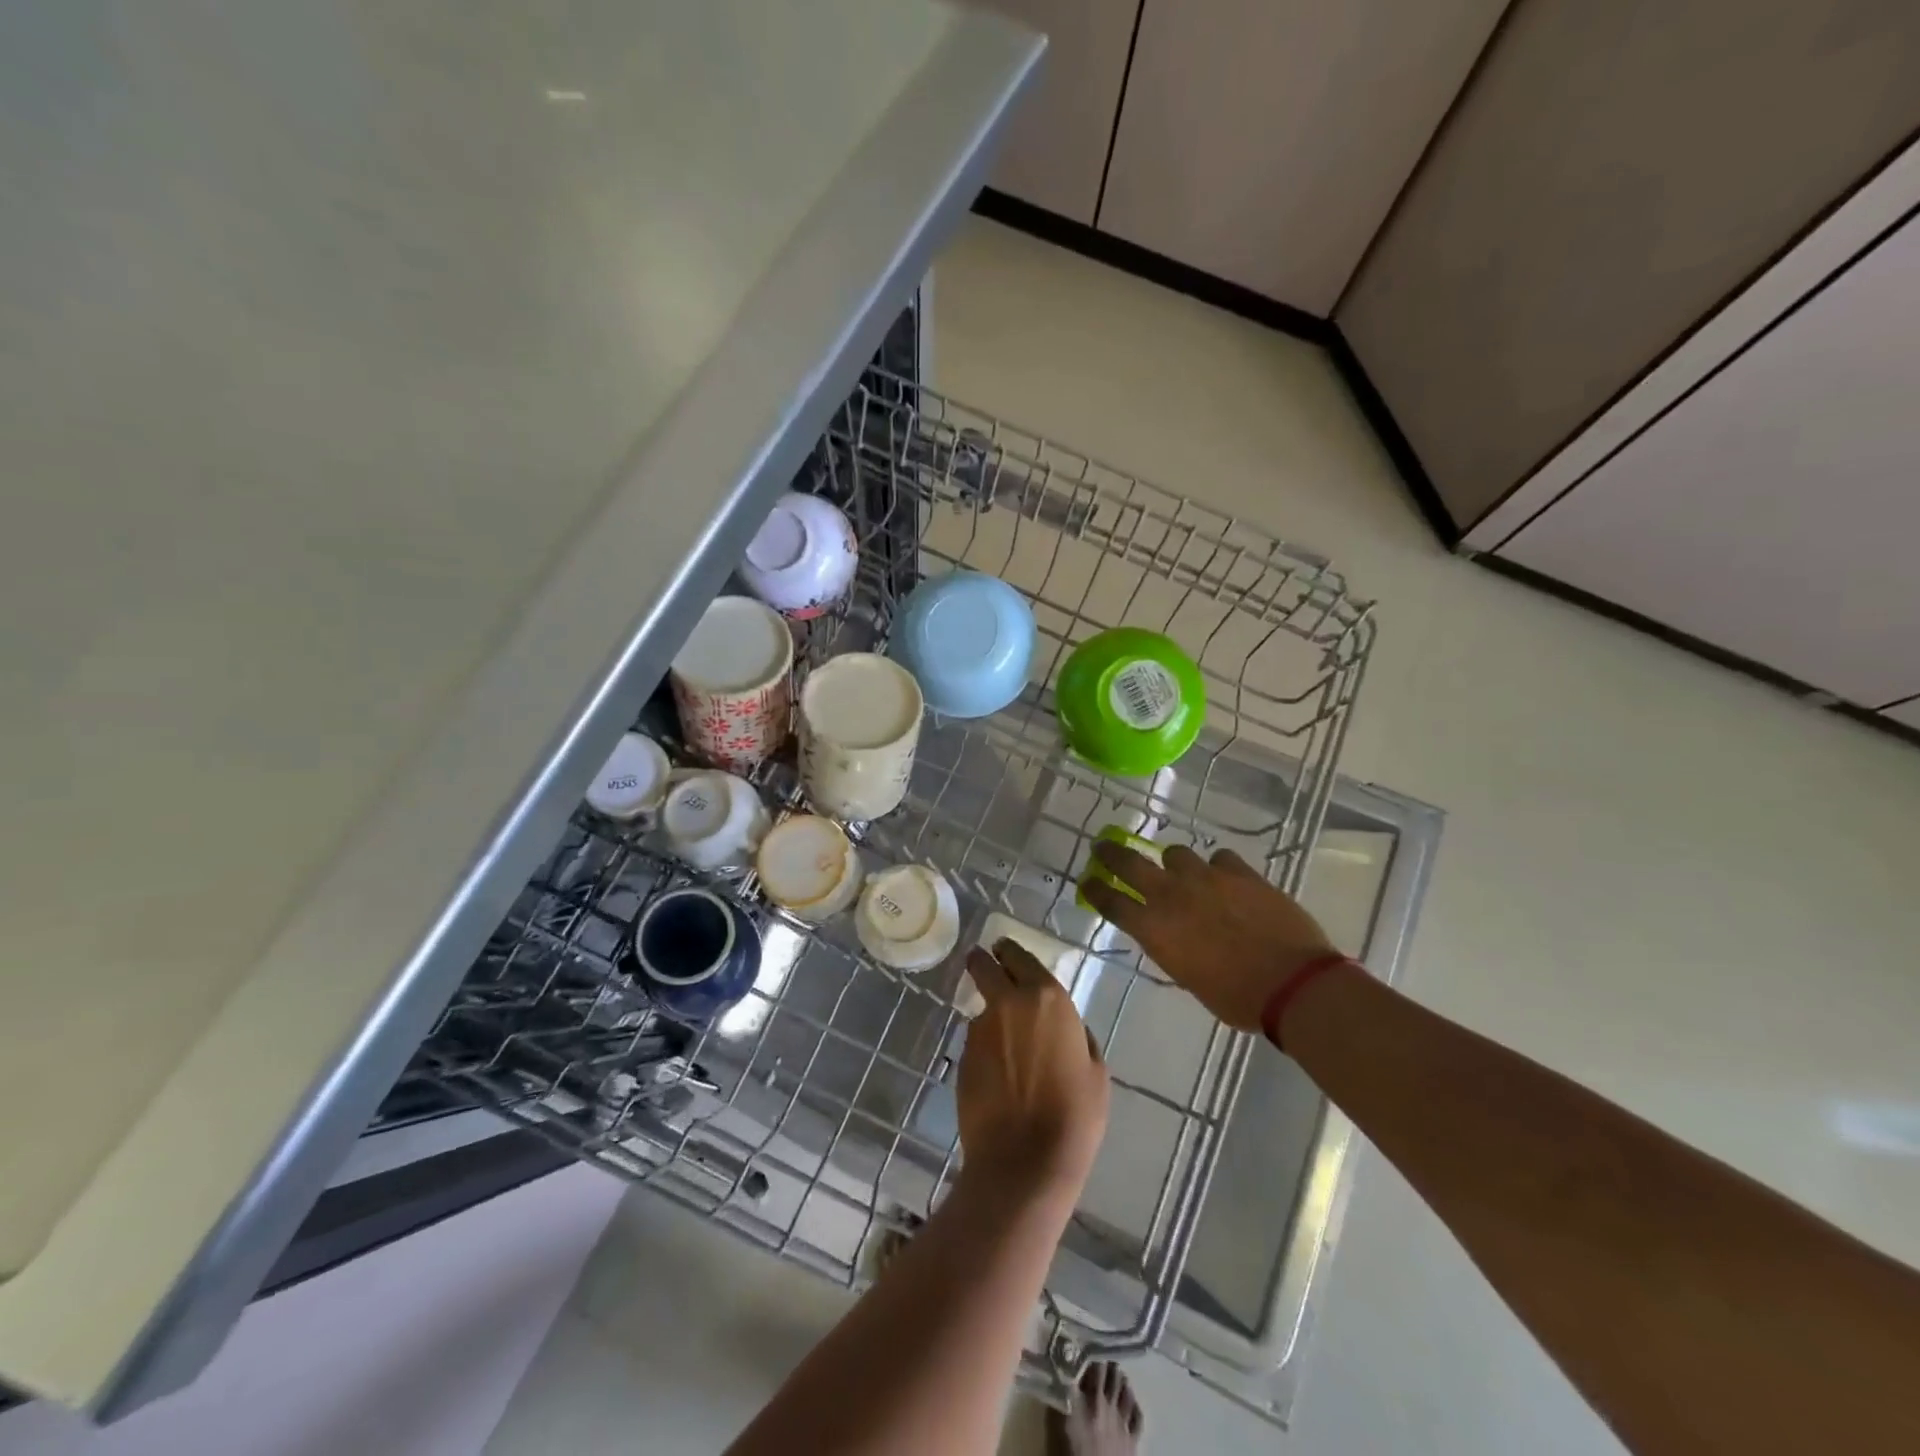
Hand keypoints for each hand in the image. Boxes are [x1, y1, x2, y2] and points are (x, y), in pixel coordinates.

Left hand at [955, 940, 1109, 1204]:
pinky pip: (976, 1040)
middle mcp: (1008, 1002)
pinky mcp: (962, 1055)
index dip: (1010, 952)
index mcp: (1047, 998)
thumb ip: (1079, 1036)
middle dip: (983, 962)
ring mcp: (980, 1029)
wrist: (1024, 1160)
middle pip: (984, 966)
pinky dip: (984, 1046)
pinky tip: (997, 1072)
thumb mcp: (1095, 1070)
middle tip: (985, 964)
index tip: (1005, 951)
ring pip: (981, 1007)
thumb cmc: (1074, 1115)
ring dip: (990, 1015)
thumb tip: (1068, 1028)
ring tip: (1004, 1042)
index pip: (1019, 956)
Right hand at [1080, 841, 1337, 1031]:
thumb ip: (1171, 949)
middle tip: (1103, 849)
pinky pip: (1220, 858)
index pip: (1111, 901)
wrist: (1293, 983)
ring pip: (1176, 853)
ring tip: (1183, 873)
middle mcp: (1172, 895)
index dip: (1095, 890)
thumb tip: (1168, 935)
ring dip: (1173, 863)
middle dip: (1111, 855)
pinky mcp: (1240, 872)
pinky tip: (1226, 879)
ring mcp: (1206, 878)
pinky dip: (1218, 868)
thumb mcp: (1189, 978)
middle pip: (1130, 863)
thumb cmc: (1237, 998)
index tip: (1087, 882)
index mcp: (1155, 928)